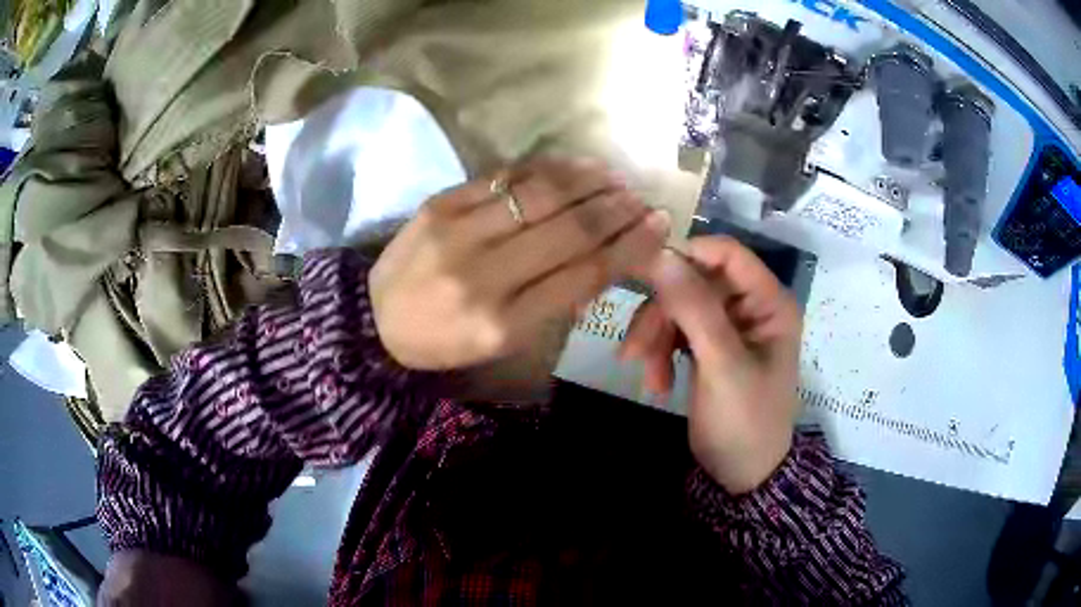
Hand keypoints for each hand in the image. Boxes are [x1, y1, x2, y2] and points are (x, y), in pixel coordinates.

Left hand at [370, 158, 670, 370]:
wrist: (374, 319)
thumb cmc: (445, 341)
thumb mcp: (503, 343)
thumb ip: (555, 303)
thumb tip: (605, 259)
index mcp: (504, 323)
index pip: (583, 274)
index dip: (628, 246)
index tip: (658, 226)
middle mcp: (485, 275)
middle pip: (569, 230)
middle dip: (617, 209)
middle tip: (642, 198)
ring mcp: (459, 232)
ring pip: (541, 195)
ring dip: (589, 181)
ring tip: (616, 177)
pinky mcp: (440, 204)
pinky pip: (505, 178)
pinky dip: (547, 169)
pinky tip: (573, 165)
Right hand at [620, 237, 802, 493]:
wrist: (741, 475)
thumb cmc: (745, 422)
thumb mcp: (723, 366)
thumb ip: (695, 309)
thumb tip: (661, 254)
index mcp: (769, 302)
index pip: (726, 254)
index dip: (687, 257)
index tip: (646, 276)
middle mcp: (750, 306)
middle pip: (695, 282)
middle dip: (663, 313)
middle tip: (634, 350)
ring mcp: (728, 326)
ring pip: (679, 306)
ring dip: (656, 337)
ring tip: (648, 376)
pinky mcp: (709, 346)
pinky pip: (676, 330)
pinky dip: (661, 353)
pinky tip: (657, 382)